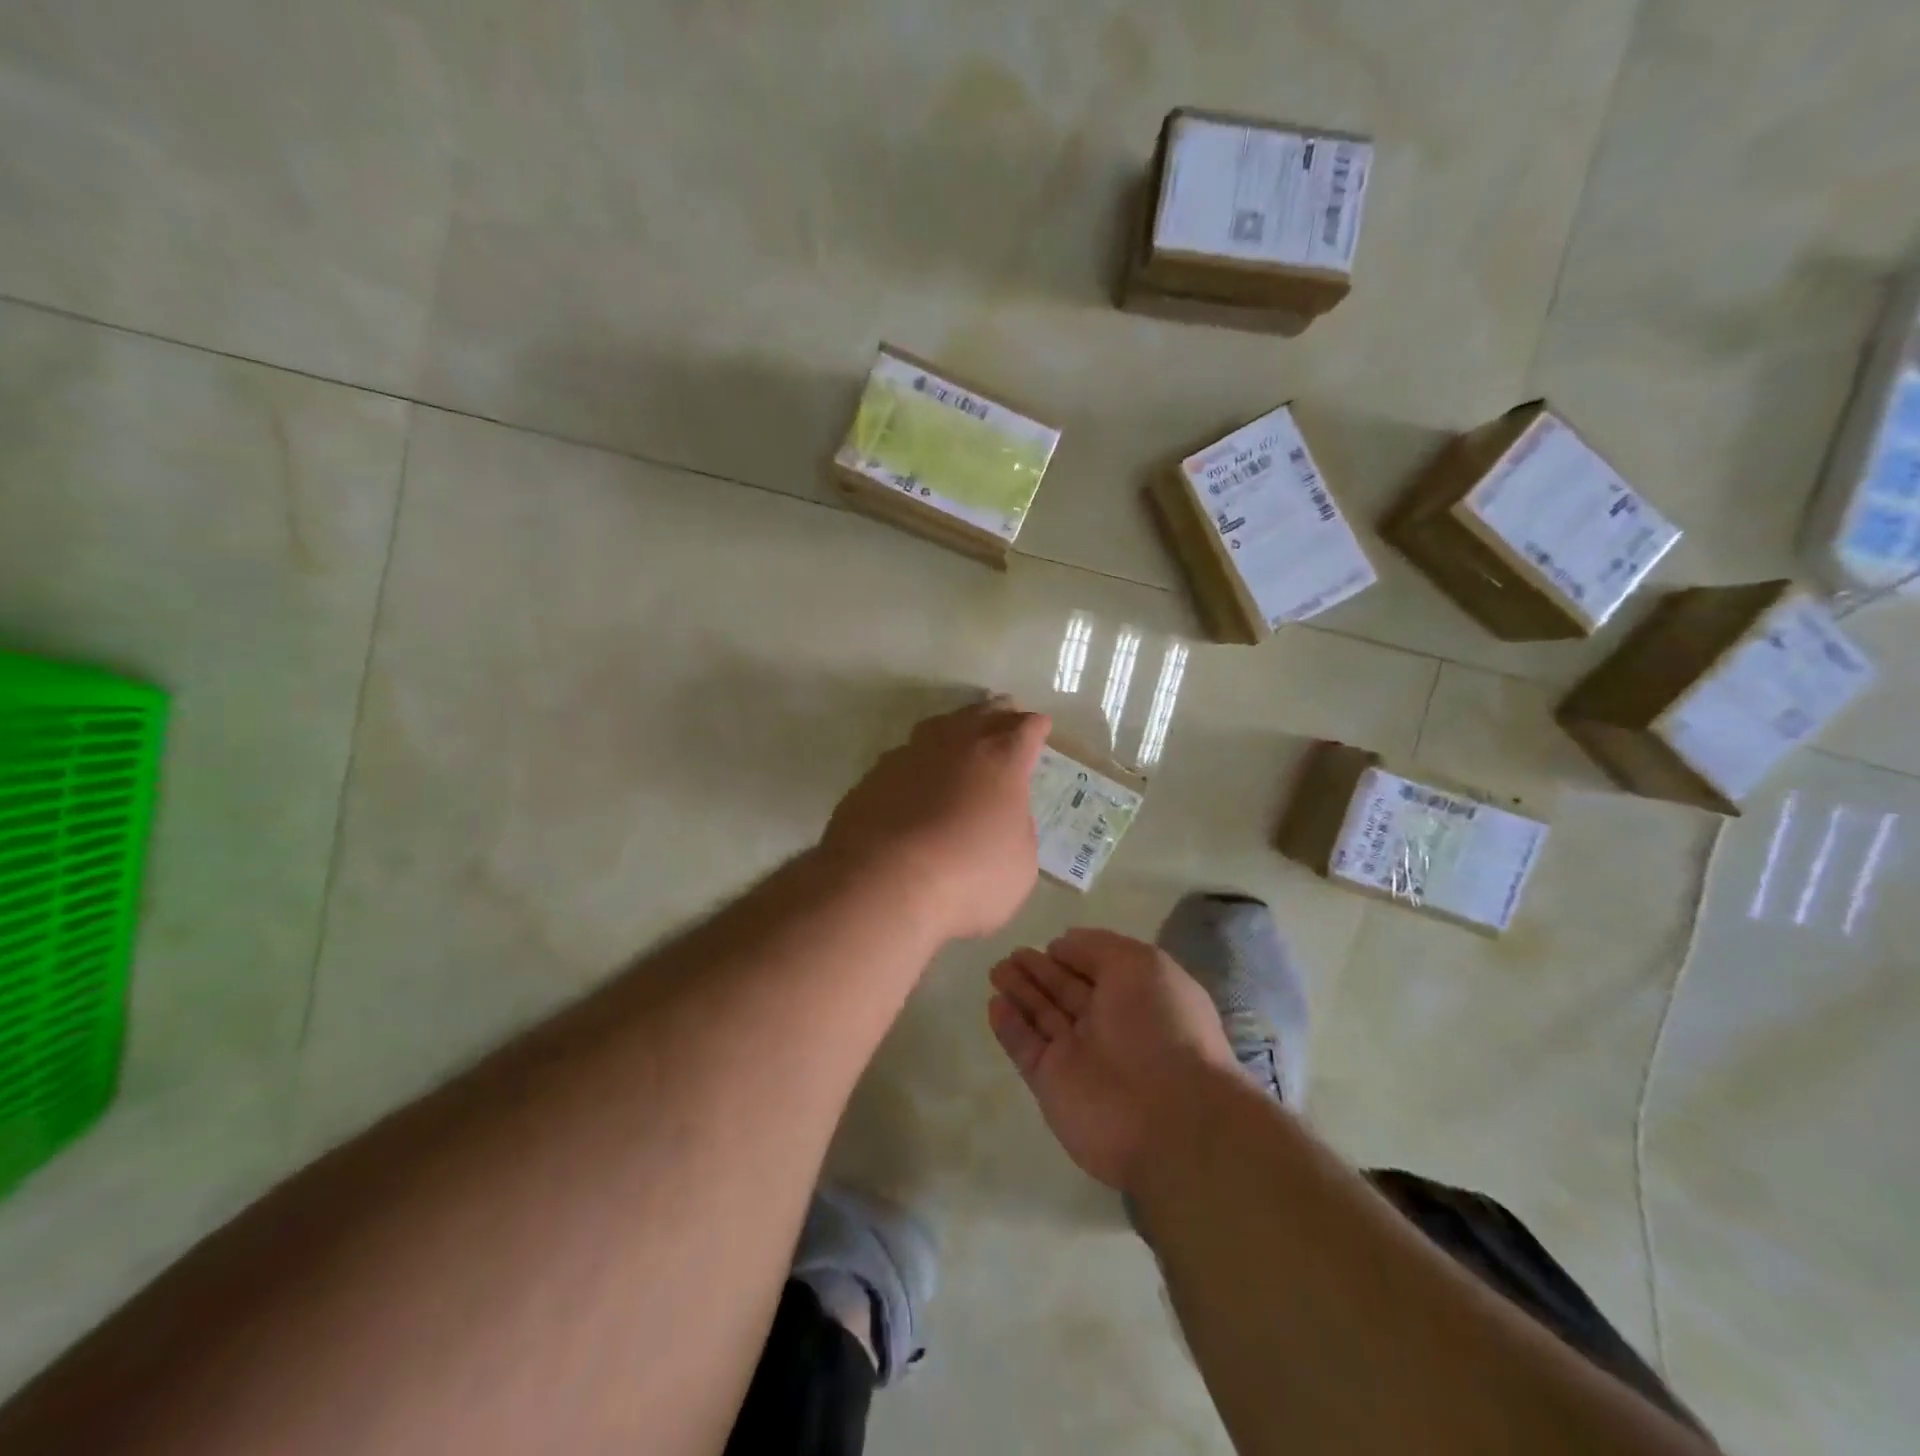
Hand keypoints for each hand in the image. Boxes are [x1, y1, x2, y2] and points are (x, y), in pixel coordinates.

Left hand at [823, 697, 1050, 940]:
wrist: (882, 882)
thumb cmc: (967, 877)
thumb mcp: (1019, 865)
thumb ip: (1018, 832)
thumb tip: (1005, 817)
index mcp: (1001, 761)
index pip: (1026, 730)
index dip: (1036, 727)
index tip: (1040, 726)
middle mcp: (957, 745)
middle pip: (983, 714)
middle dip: (999, 713)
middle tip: (1006, 711)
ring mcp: (910, 756)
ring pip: (939, 726)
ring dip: (956, 726)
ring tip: (961, 731)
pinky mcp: (874, 776)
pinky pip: (904, 756)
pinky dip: (918, 760)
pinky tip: (916, 773)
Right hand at [987, 928, 1236, 1191]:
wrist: (1167, 1116)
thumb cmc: (1161, 1026)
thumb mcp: (1141, 964)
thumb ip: (1098, 947)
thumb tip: (1063, 943)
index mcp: (1138, 996)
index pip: (1098, 969)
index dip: (1073, 955)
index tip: (1048, 943)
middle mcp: (1109, 1025)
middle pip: (1066, 991)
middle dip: (1039, 971)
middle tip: (1011, 953)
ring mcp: (1079, 1056)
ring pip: (1042, 1016)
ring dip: (1020, 992)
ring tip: (996, 969)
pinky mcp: (1052, 1084)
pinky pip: (1026, 1048)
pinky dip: (1009, 1027)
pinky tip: (994, 1004)